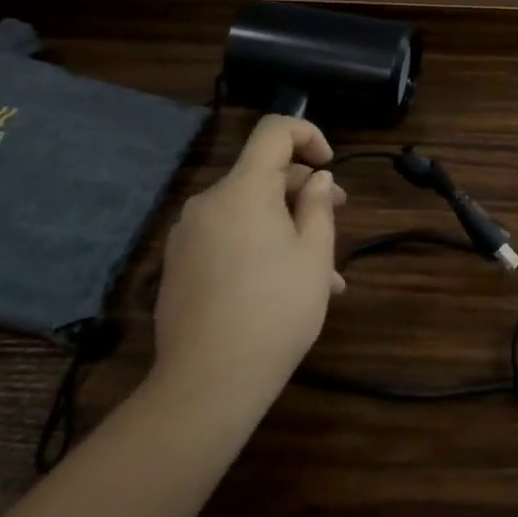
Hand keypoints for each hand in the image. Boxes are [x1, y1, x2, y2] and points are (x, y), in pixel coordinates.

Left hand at [145, 116, 343, 416]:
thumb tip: (317, 179)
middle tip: (338, 217)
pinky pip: (227, 238)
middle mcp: (209, 202)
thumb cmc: (275, 311)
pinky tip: (285, 286)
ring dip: (286, 225)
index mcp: (243, 190)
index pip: (274, 131)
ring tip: (322, 271)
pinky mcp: (179, 266)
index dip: (308, 135)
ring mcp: (188, 236)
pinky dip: (258, 245)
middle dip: (303, 189)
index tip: (329, 166)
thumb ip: (319, 206)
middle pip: (261, 174)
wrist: (206, 384)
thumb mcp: (314, 256)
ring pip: (248, 211)